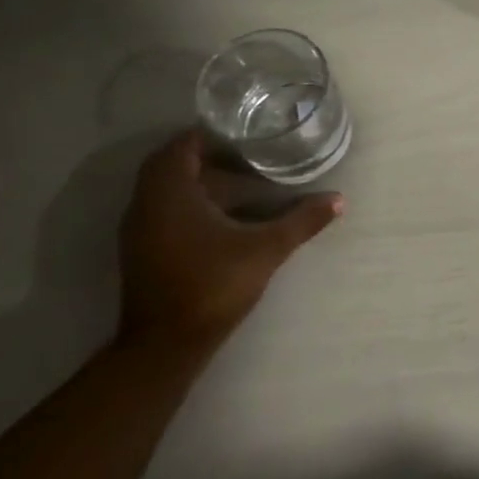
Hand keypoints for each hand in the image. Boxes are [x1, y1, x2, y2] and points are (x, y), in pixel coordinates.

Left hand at [117, 131, 343, 356]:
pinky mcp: (143, 252)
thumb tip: (339, 200)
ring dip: (198, 181)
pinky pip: (164, 211)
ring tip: (242, 179)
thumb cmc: (212, 285)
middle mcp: (146, 206)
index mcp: (169, 194)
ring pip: (166, 191)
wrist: (166, 346)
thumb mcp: (267, 249)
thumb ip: (302, 221)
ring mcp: (140, 232)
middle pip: (171, 166)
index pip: (180, 146)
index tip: (242, 132)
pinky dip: (190, 203)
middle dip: (206, 156)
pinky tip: (224, 215)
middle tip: (246, 152)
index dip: (208, 134)